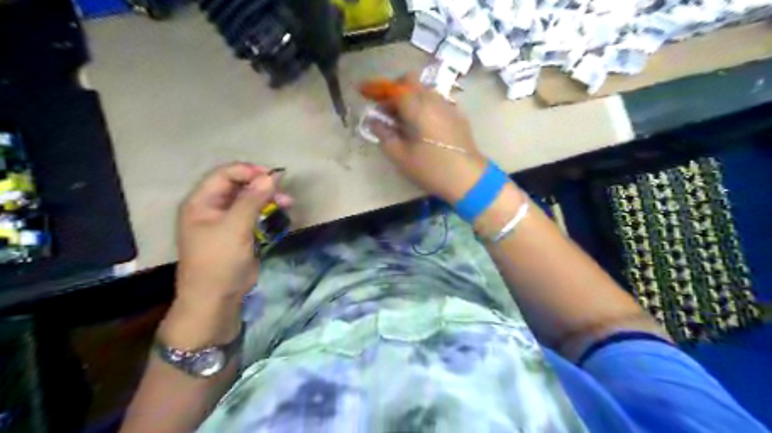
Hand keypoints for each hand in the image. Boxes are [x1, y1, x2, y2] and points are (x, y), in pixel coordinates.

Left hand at [176, 161, 294, 304]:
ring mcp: (226, 220)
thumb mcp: (235, 227)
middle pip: (239, 186)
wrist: (216, 297)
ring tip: (288, 203)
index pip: (225, 175)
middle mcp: (212, 207)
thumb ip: (252, 199)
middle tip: (284, 192)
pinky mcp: (239, 232)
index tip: (273, 176)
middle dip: (262, 186)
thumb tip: (272, 176)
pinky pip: (254, 214)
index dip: (249, 171)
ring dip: (268, 198)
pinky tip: (281, 214)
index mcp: (202, 202)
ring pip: (249, 200)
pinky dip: (268, 212)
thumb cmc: (219, 260)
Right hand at [365, 73, 483, 201]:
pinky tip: (423, 125)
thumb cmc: (431, 169)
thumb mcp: (401, 157)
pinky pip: (437, 101)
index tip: (367, 95)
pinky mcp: (458, 115)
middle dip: (396, 90)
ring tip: (404, 120)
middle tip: (387, 109)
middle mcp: (434, 100)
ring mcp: (449, 106)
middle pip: (412, 81)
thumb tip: (375, 121)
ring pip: (425, 90)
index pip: (395, 87)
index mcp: (418, 107)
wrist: (468, 178)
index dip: (379, 89)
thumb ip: (384, 135)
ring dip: (411, 97)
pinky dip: (425, 105)